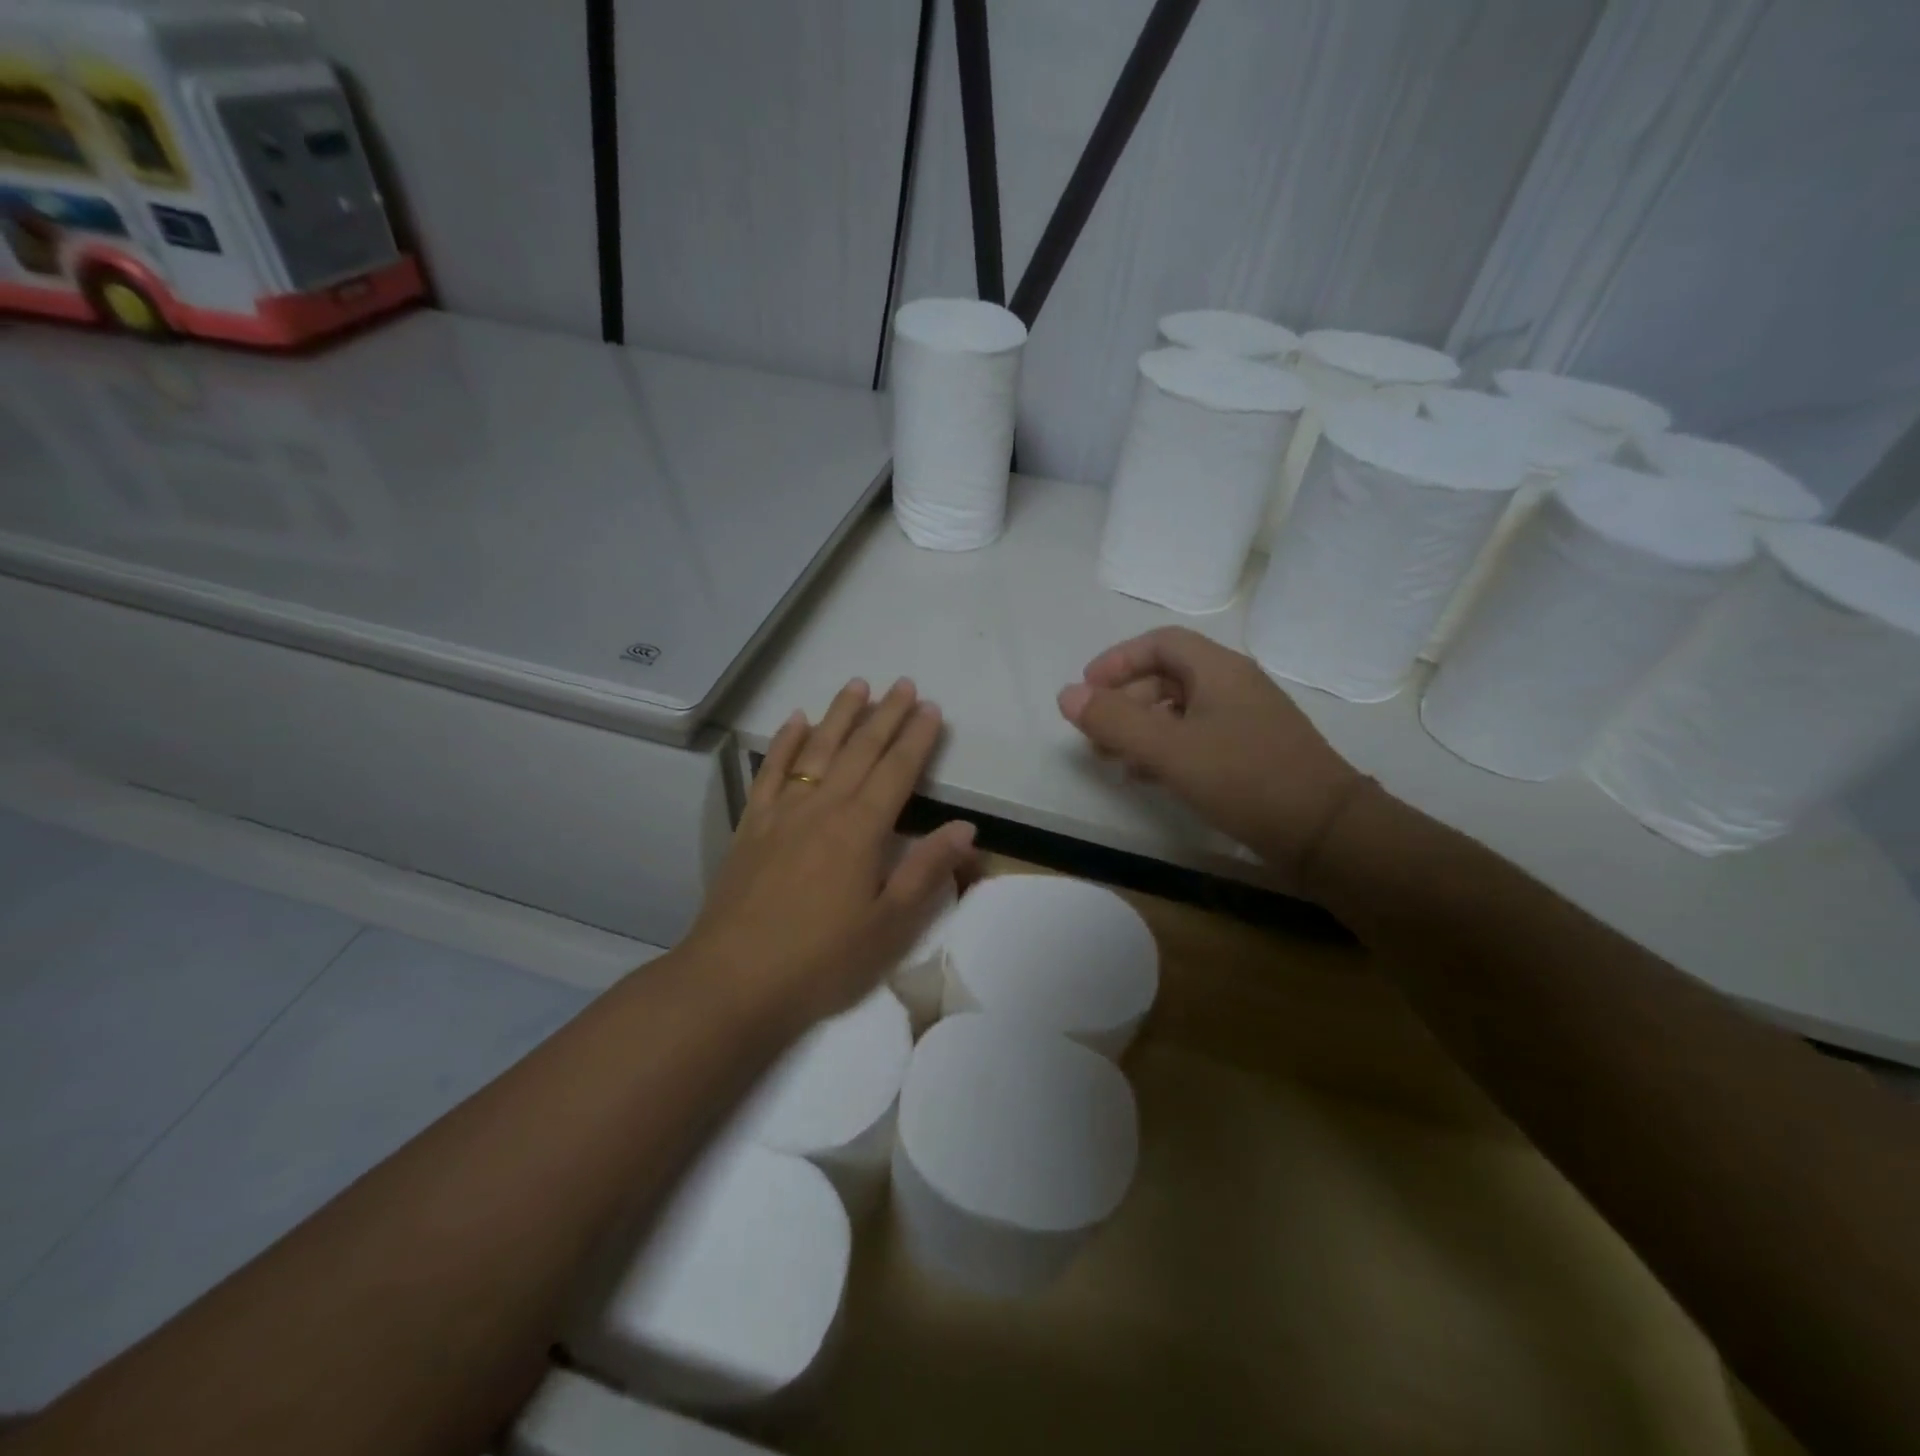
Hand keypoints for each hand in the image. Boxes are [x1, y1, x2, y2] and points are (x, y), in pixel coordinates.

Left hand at [684, 678, 976, 1026]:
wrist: (732, 981)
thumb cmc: (821, 960)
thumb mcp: (888, 926)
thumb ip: (926, 871)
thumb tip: (966, 828)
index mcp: (860, 830)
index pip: (897, 771)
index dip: (917, 738)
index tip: (931, 709)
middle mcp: (822, 808)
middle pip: (859, 750)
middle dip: (885, 715)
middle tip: (904, 685)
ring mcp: (782, 813)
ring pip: (817, 750)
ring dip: (839, 715)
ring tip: (857, 685)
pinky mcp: (751, 826)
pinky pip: (770, 772)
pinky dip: (785, 742)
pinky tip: (795, 721)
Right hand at [1057, 627, 1365, 889]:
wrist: (1326, 832)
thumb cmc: (1244, 778)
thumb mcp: (1169, 749)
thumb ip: (1114, 721)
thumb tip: (1066, 695)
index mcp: (1218, 670)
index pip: (1160, 643)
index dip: (1118, 660)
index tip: (1087, 689)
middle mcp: (1234, 686)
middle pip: (1167, 676)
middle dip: (1124, 700)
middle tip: (1095, 734)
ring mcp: (1246, 720)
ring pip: (1180, 710)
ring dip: (1141, 728)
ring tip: (1112, 759)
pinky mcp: (1252, 754)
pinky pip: (1197, 737)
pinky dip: (1166, 749)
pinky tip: (1147, 777)